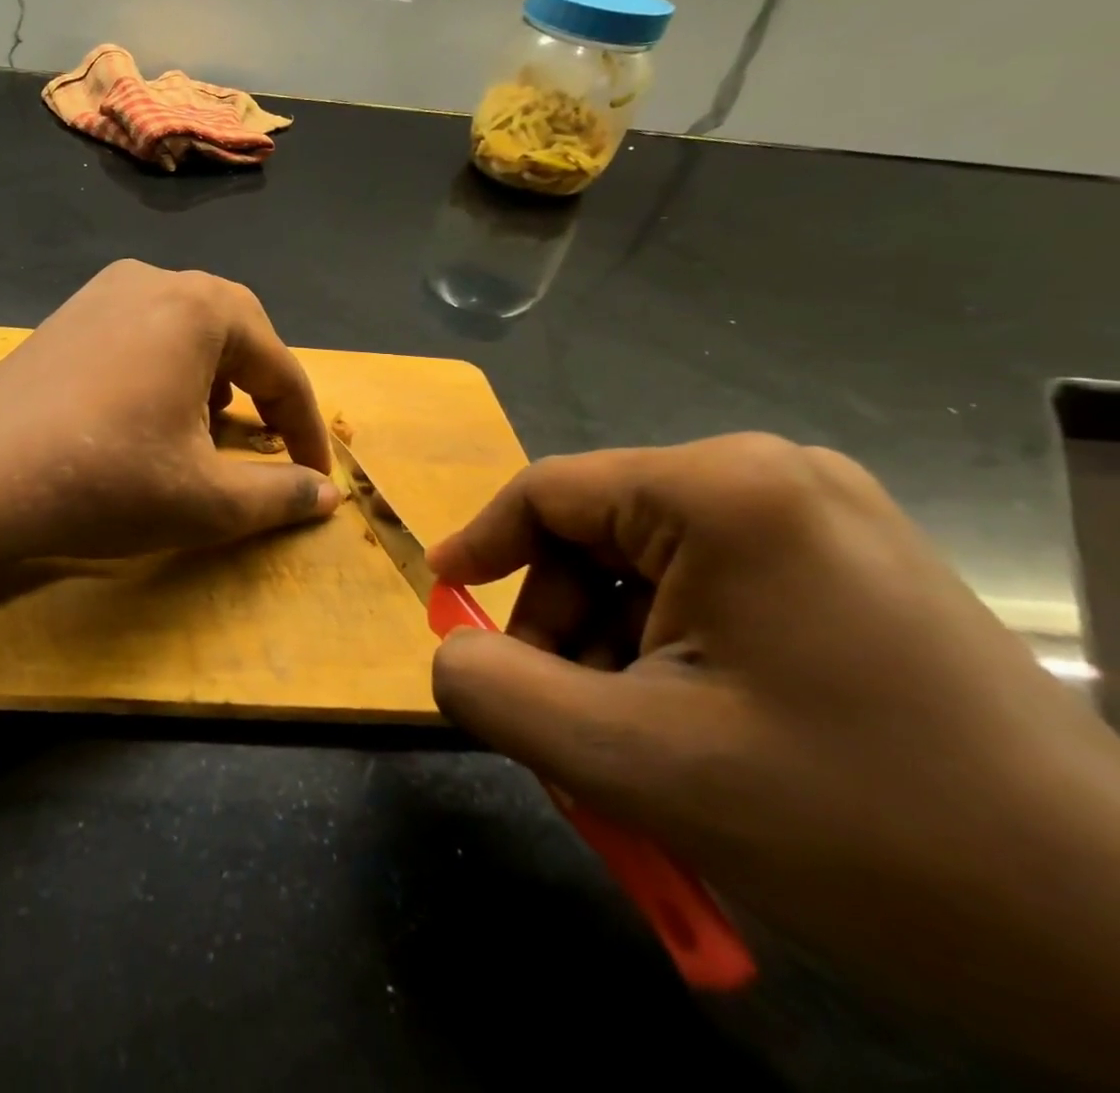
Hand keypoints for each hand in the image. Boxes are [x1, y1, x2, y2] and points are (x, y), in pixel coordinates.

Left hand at [0, 260, 339, 564]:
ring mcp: (102, 292)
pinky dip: (165, 368)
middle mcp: (155, 280)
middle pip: (236, 331)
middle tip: (267, 438)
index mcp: (201, 308)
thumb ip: (278, 494)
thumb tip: (327, 494)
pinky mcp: (66, 316)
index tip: (319, 474)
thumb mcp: (206, 500)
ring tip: (208, 424)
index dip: (306, 426)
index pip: (280, 367)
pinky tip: (147, 411)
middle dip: (261, 387)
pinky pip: (140, 332)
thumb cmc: (106, 481)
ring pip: (185, 327)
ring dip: (213, 374)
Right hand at [426, 434, 1119, 1076]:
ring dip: (613, 652)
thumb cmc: (864, 830)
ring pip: (650, 570)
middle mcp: (774, 478)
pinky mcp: (853, 572)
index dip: (481, 546)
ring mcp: (824, 522)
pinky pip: (710, 593)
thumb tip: (449, 657)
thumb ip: (498, 693)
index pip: (548, 493)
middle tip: (564, 723)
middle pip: (598, 535)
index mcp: (723, 491)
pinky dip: (671, 657)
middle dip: (561, 628)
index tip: (445, 603)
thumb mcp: (637, 762)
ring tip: (636, 746)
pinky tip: (697, 734)